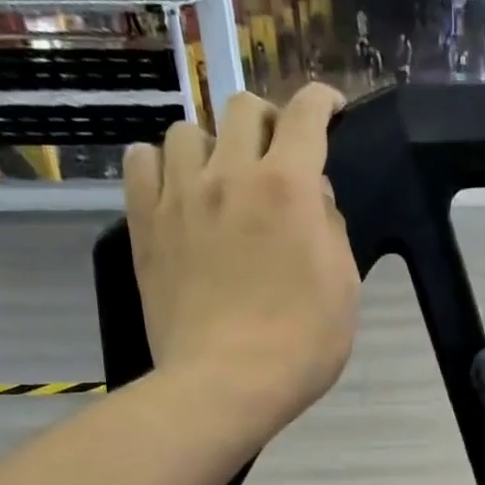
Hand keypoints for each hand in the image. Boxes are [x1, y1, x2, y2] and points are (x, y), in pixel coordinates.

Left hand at [122, 84, 358, 425]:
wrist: (225, 384)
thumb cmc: (301, 345)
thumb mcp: (344, 288)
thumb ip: (331, 227)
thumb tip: (314, 196)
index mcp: (288, 187)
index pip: (306, 115)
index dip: (323, 101)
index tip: (331, 110)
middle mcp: (231, 175)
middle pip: (242, 107)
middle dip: (268, 121)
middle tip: (277, 155)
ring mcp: (180, 196)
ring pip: (187, 130)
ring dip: (212, 144)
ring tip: (221, 178)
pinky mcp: (145, 223)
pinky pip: (140, 161)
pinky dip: (161, 163)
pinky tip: (176, 189)